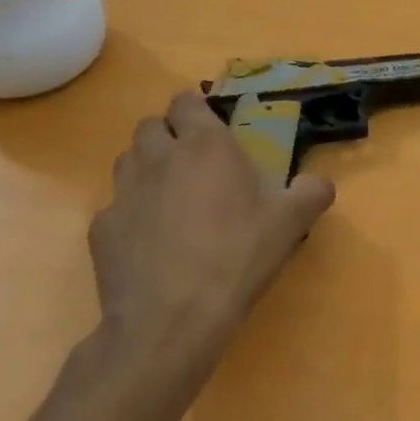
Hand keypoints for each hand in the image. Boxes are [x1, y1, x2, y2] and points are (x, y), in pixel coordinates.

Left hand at [88, 89, 335, 351]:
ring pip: (127, 160)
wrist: (172, 319)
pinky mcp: (101, 229)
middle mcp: (158, 158)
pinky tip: (151, 241)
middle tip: (194, 162)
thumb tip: (319, 183)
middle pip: (150, 125)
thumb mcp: (291, 222)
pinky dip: (131, 214)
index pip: (186, 101)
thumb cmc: (237, 256)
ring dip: (146, 167)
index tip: (212, 128)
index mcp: (205, 145)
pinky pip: (115, 207)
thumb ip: (312, 192)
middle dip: (168, 135)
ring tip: (171, 196)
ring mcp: (123, 193)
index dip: (196, 109)